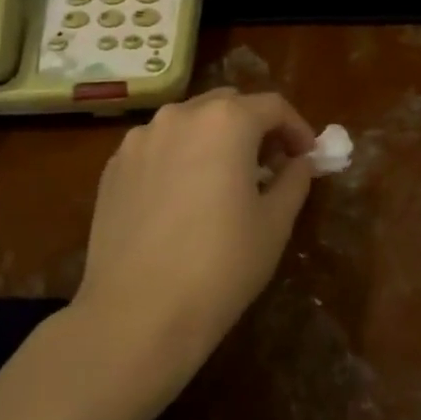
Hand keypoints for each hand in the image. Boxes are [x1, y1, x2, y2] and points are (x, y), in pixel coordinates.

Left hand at [67, 88, 315, 402]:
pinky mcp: (113, 168)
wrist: (138, 313)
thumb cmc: (221, 266)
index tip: (307, 157)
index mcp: (225, 122)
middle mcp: (178, 116)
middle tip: (270, 165)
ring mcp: (139, 140)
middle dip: (254, 127)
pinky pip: (157, 148)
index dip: (297, 129)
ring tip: (224, 180)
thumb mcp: (274, 223)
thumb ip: (294, 180)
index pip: (272, 106)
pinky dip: (180, 158)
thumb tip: (300, 162)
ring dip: (214, 139)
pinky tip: (184, 198)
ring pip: (188, 123)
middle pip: (227, 105)